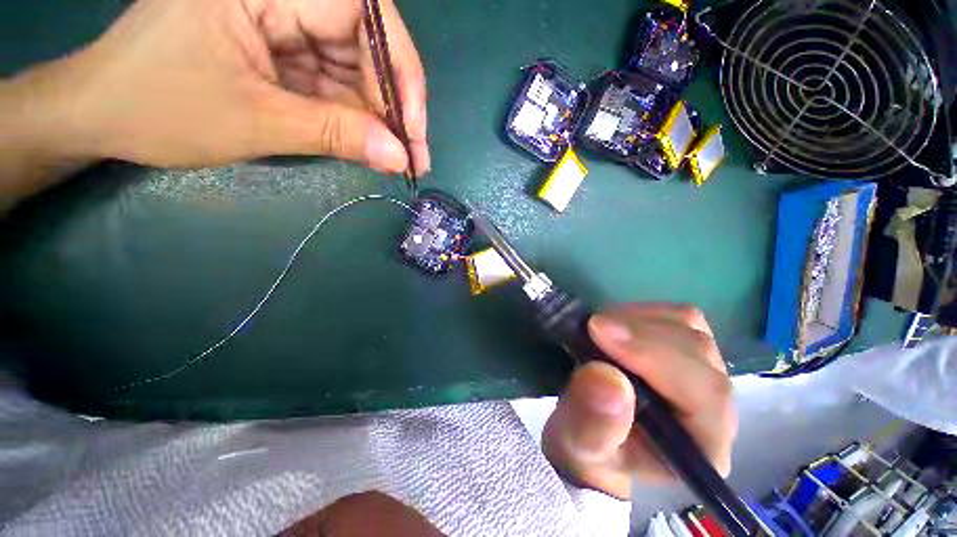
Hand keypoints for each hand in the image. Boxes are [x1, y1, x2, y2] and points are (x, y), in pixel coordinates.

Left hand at [9, 0, 427, 174]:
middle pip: (367, 47)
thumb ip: (336, 134)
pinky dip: (356, 121)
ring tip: (396, 163)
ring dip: (379, 122)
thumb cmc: (159, 107)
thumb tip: (399, 158)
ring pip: (356, 72)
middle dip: (394, 109)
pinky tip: (370, 149)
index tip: (414, 131)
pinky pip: (336, 86)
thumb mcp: (256, 122)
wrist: (103, 114)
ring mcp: (284, 25)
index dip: (401, 74)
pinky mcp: (284, 53)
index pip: (364, 15)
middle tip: (413, 159)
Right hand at [543, 303, 736, 498]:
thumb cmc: (588, 446)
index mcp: (703, 446)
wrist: (591, 430)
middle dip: (642, 334)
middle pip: (697, 352)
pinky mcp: (685, 348)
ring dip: (639, 321)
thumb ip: (593, 423)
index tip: (600, 332)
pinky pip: (677, 316)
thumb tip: (607, 377)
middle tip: (592, 326)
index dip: (654, 357)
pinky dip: (642, 312)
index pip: (702, 394)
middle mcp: (716, 408)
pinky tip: (615, 323)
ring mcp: (703, 372)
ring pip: (690, 328)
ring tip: (600, 328)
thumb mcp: (579, 444)